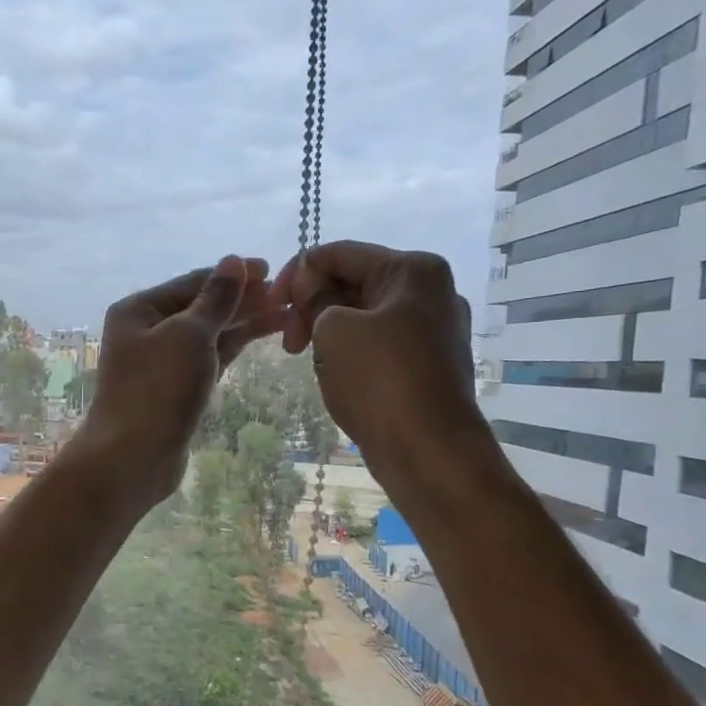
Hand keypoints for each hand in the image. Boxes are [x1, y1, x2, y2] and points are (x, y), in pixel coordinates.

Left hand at [72, 256, 278, 506]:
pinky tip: (260, 337)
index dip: (233, 275)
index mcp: (139, 309)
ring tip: (287, 314)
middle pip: (201, 307)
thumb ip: (216, 299)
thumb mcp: (190, 335)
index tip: (272, 269)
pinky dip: (232, 347)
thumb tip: (233, 262)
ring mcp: (161, 362)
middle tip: (288, 294)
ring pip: (208, 334)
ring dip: (244, 322)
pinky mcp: (176, 389)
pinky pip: (208, 359)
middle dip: (243, 299)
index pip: (193, 281)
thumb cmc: (158, 389)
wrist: (133, 457)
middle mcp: (146, 331)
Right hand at [273, 241, 485, 484]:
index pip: (341, 253)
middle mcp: (431, 292)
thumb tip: (308, 279)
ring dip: (329, 332)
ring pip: (364, 316)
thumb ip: (316, 296)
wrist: (430, 452)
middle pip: (355, 282)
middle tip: (289, 343)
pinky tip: (337, 376)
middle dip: (314, 305)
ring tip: (312, 363)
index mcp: (413, 270)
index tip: (270, 304)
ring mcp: (434, 330)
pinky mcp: (429, 364)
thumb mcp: (333, 330)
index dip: (298, 272)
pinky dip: (351, 352)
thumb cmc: (380, 381)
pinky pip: (379, 344)